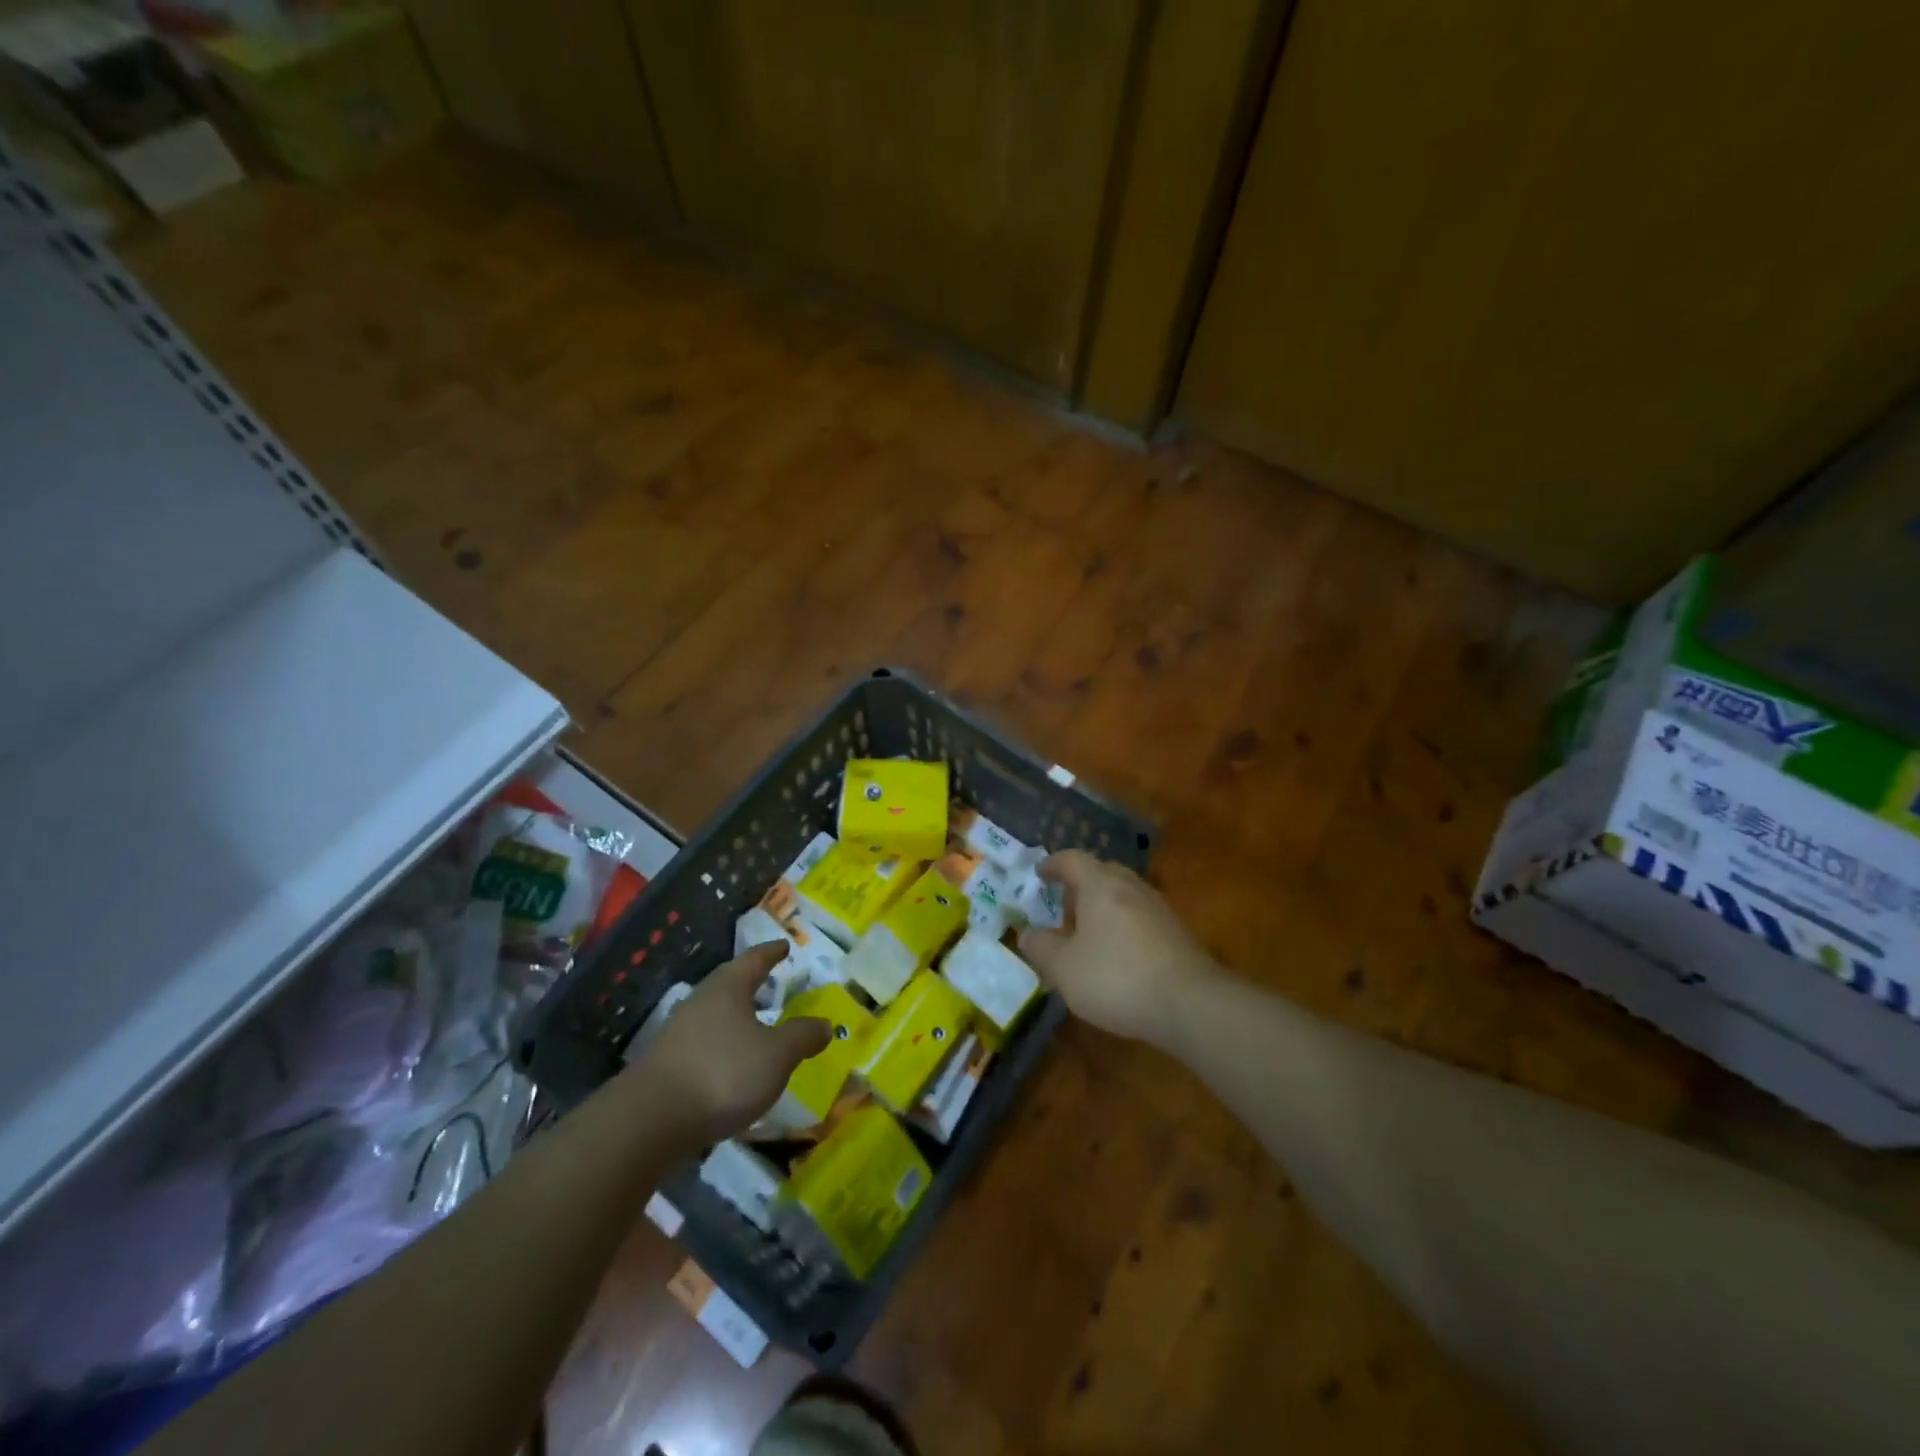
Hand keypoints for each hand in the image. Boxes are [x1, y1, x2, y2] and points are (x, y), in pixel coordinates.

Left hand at [636, 942, 830, 1142]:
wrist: (651, 1121)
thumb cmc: (723, 1073)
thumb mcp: (777, 1054)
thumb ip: (802, 1036)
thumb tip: (826, 1024)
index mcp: (728, 988)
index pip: (754, 960)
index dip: (772, 953)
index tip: (783, 946)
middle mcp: (701, 1001)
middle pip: (730, 984)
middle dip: (751, 983)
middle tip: (771, 982)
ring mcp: (679, 1033)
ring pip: (715, 1014)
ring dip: (736, 1017)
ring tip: (756, 1025)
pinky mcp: (667, 1064)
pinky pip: (704, 1043)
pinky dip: (723, 1045)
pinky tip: (732, 1062)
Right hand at [1018, 850, 1220, 1044]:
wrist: (1190, 1003)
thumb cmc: (1116, 977)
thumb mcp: (1063, 968)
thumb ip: (1040, 948)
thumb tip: (1027, 933)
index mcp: (1099, 884)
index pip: (1071, 859)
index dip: (1052, 865)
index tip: (1039, 876)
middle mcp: (1130, 886)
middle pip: (1100, 873)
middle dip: (1078, 888)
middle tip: (1061, 910)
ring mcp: (1157, 907)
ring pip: (1121, 895)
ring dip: (1101, 909)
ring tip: (1086, 937)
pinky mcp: (1175, 931)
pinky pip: (1138, 917)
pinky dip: (1121, 926)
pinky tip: (1116, 957)